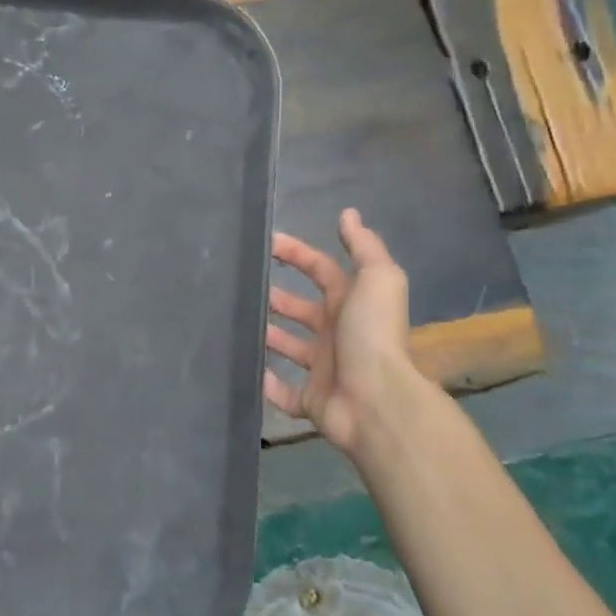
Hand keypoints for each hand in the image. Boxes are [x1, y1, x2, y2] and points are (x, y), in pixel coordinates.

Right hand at [263, 208, 412, 455]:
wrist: (376, 401)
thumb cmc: (372, 335)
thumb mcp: (378, 280)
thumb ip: (364, 247)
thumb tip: (348, 214)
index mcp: (352, 304)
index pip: (322, 271)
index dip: (298, 254)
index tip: (266, 243)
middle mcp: (338, 334)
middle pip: (304, 310)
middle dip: (279, 298)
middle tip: (245, 287)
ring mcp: (325, 370)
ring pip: (292, 348)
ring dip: (269, 336)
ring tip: (237, 324)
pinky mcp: (311, 401)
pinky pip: (284, 392)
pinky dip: (267, 384)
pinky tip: (248, 370)